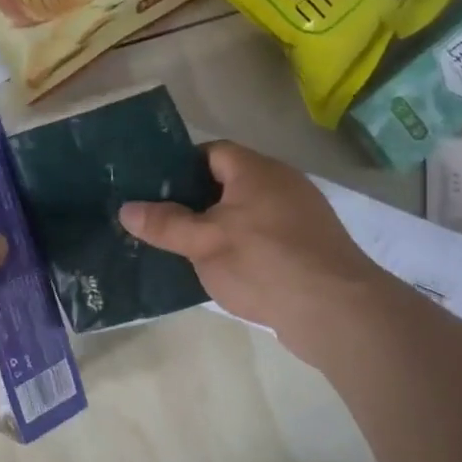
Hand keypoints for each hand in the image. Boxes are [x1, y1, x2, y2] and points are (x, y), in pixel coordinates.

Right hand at [120, 142, 383, 360]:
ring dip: (218, 226)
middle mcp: (282, 183)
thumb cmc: (263, 263)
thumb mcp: (203, 242)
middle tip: (161, 220)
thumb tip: (125, 208)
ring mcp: (300, 216)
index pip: (211, 151)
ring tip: (184, 247)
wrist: (336, 310)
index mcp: (256, 170)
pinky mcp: (309, 247)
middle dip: (195, 200)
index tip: (153, 188)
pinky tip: (223, 269)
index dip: (180, 166)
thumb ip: (164, 223)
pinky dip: (242, 246)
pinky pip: (265, 236)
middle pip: (228, 181)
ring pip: (246, 211)